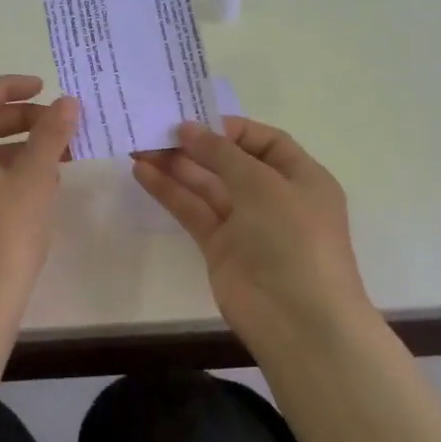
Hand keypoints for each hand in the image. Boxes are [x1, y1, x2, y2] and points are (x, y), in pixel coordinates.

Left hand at [0, 75, 78, 334]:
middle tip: (58, 123)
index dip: (9, 86)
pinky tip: (37, 183)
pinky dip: (0, 171)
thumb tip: (67, 103)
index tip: (45, 89)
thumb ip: (50, 134)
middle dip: (17, 118)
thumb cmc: (3, 237)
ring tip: (57, 153)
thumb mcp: (33, 180)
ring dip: (13, 146)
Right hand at [133, 118, 374, 349]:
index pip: (265, 141)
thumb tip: (188, 128)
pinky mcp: (220, 248)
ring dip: (175, 166)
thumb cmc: (293, 238)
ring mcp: (246, 225)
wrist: (298, 320)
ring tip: (139, 146)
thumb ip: (221, 154)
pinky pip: (193, 212)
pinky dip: (170, 193)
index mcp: (301, 177)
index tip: (193, 121)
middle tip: (155, 129)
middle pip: (230, 162)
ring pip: (207, 186)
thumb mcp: (262, 184)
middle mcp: (274, 197)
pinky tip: (143, 173)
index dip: (230, 129)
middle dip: (195, 146)